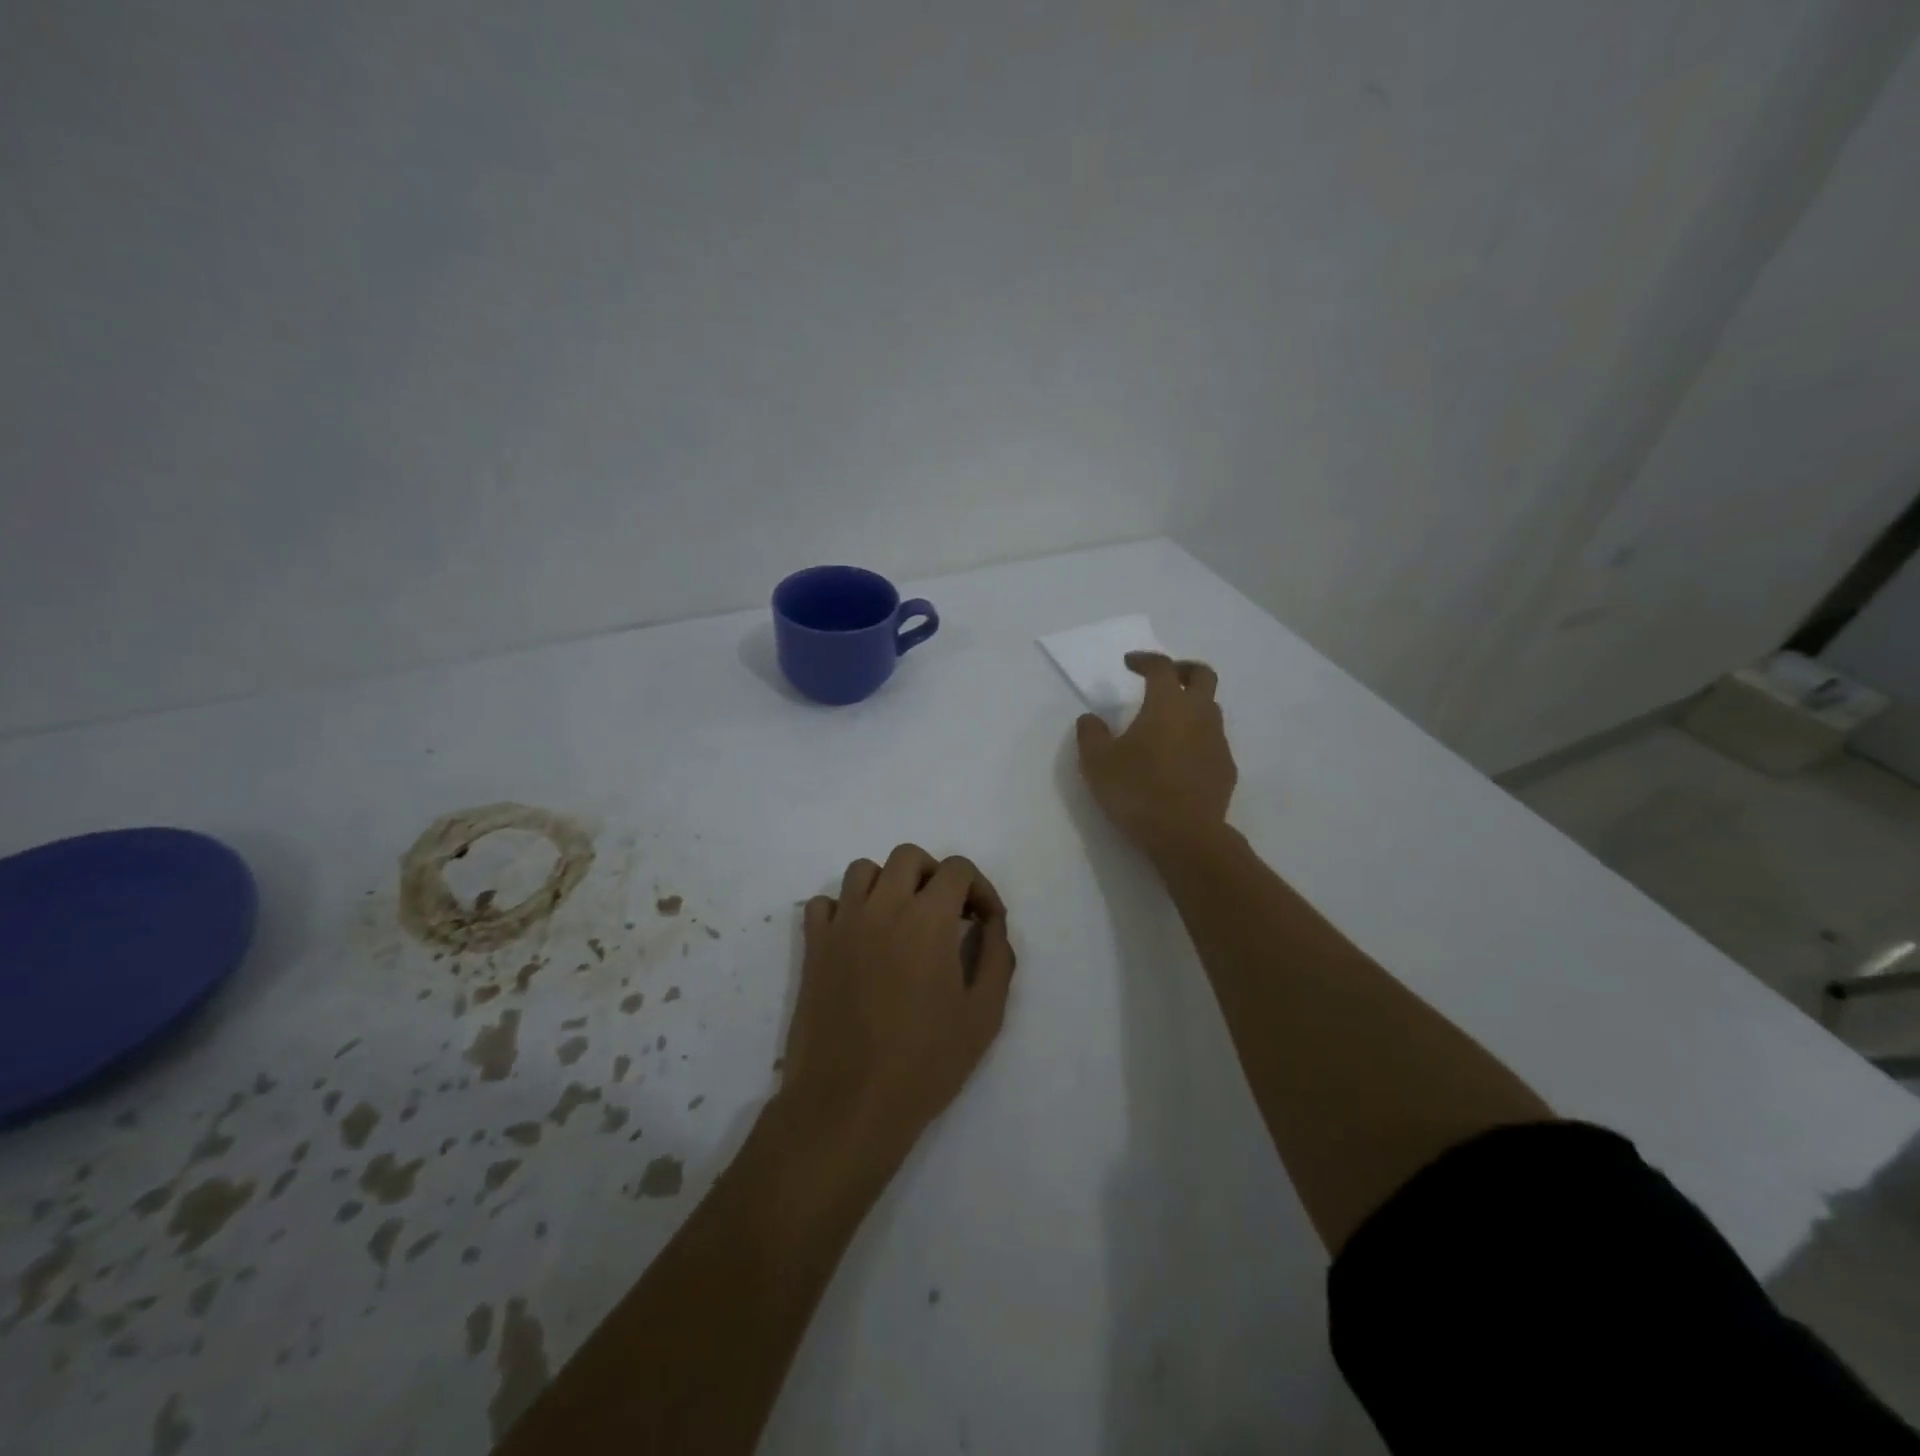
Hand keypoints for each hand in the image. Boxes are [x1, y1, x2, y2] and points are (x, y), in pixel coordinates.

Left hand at [779, 846, 1015, 1166]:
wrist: (849, 1104)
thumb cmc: (924, 1063)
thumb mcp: (983, 1016)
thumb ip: (995, 959)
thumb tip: (992, 925)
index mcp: (928, 919)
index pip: (957, 869)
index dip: (979, 888)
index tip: (984, 922)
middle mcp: (883, 907)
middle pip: (909, 857)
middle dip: (935, 876)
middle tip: (946, 915)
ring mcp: (843, 924)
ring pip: (864, 870)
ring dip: (889, 884)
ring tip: (901, 921)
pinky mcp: (814, 947)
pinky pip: (824, 903)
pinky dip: (844, 908)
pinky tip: (859, 939)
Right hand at [1076, 652, 1236, 856]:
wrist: (1185, 835)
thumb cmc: (1137, 791)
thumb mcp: (1097, 763)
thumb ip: (1091, 734)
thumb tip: (1090, 718)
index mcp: (1167, 704)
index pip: (1161, 667)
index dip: (1145, 660)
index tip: (1129, 664)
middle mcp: (1199, 714)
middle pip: (1202, 675)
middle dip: (1183, 669)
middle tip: (1163, 677)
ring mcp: (1218, 741)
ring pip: (1211, 708)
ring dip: (1191, 704)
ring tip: (1168, 721)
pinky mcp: (1226, 767)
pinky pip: (1213, 739)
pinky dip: (1197, 736)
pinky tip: (1179, 757)